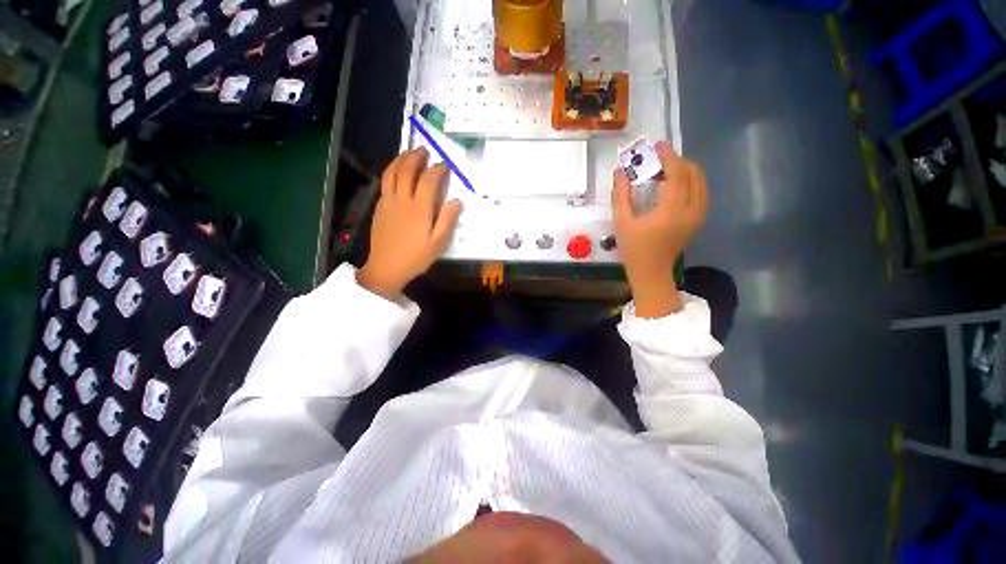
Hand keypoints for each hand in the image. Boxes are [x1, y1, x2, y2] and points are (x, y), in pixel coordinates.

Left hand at [358, 148, 462, 299]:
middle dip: (416, 157)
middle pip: (407, 170)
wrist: (386, 268)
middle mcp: (402, 200)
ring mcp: (388, 202)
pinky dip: (391, 172)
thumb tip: (457, 200)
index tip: (444, 166)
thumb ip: (448, 220)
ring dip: (400, 160)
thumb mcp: (438, 243)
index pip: (428, 180)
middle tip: (424, 150)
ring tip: (408, 153)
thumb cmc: (416, 257)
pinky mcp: (379, 207)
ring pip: (391, 173)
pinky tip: (396, 174)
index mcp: (419, 208)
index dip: (437, 170)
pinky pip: (385, 182)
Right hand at [613, 141, 707, 317]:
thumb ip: (621, 195)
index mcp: (672, 209)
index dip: (668, 156)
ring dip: (685, 170)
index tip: (657, 145)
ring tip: (666, 169)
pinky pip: (701, 192)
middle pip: (692, 173)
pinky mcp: (698, 220)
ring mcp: (698, 215)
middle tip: (658, 159)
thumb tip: (620, 172)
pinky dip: (690, 182)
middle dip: (677, 161)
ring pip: (700, 181)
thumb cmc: (633, 249)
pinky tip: (675, 185)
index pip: (677, 173)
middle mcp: (691, 209)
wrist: (651, 272)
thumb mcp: (622, 221)